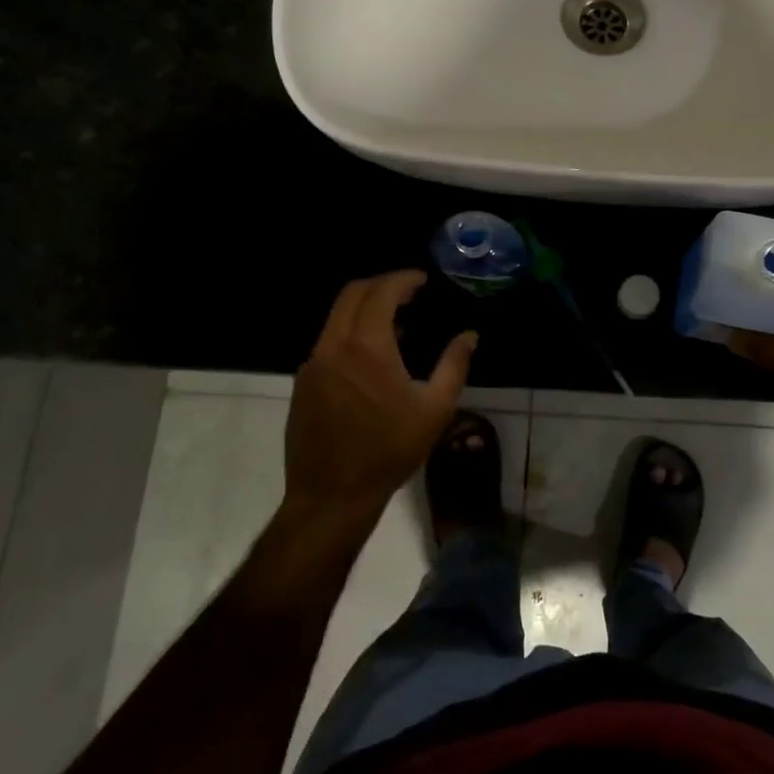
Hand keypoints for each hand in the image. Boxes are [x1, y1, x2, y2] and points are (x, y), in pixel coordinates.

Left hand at [284, 271, 476, 523]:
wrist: (332, 494)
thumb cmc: (389, 450)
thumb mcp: (435, 409)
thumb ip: (454, 365)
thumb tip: (469, 336)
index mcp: (367, 347)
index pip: (381, 292)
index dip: (403, 279)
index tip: (422, 280)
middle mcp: (334, 346)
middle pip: (352, 294)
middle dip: (381, 285)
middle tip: (408, 292)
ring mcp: (313, 364)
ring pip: (336, 317)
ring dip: (364, 309)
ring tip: (395, 323)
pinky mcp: (303, 382)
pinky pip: (328, 341)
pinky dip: (350, 333)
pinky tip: (370, 358)